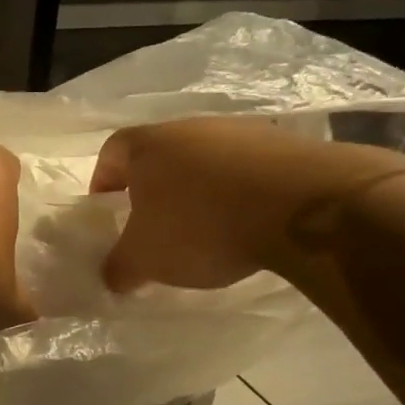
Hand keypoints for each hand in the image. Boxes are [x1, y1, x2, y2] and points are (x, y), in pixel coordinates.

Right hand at [93, 118, 404, 291]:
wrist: (301, 206)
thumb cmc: (201, 225)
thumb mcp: (146, 258)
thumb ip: (120, 267)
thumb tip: (111, 277)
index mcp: (148, 145)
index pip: (111, 152)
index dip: (103, 181)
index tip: (107, 211)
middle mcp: (191, 127)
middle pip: (160, 155)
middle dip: (153, 189)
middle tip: (154, 226)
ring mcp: (242, 132)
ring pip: (206, 161)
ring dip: (199, 190)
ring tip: (205, 230)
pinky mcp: (285, 145)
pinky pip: (247, 170)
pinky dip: (239, 194)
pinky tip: (246, 224)